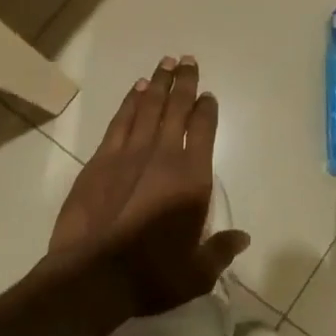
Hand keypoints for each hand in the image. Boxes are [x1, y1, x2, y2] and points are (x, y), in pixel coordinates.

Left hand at [47, 55, 248, 316]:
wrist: (92, 276)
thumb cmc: (152, 275)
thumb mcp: (197, 272)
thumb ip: (221, 250)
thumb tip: (243, 238)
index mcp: (192, 178)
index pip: (203, 130)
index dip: (207, 109)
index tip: (208, 95)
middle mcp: (163, 155)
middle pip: (176, 108)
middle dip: (184, 82)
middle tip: (188, 59)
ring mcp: (129, 154)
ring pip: (147, 107)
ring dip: (158, 84)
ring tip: (165, 64)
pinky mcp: (101, 160)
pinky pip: (120, 122)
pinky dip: (129, 102)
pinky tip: (136, 90)